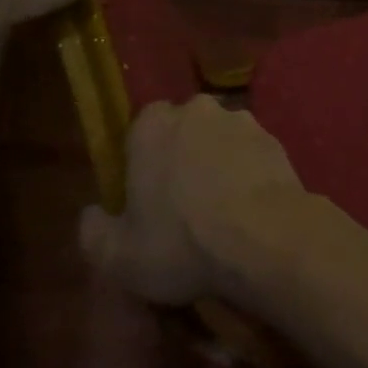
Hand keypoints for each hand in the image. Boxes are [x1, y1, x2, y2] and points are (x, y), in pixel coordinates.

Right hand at [79, 97, 303, 305]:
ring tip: (221, 212)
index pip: (139, 132)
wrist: (266, 239)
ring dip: (217, 165)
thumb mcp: (118, 257)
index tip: (145, 200)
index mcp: (152, 125)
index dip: (141, 164)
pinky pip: (250, 155)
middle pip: (181, 132)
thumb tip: (92, 215)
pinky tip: (249, 211)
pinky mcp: (275, 139)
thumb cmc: (183, 243)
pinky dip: (247, 174)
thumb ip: (94, 232)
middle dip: (180, 159)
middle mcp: (197, 109)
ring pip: (219, 140)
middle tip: (182, 206)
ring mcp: (241, 120)